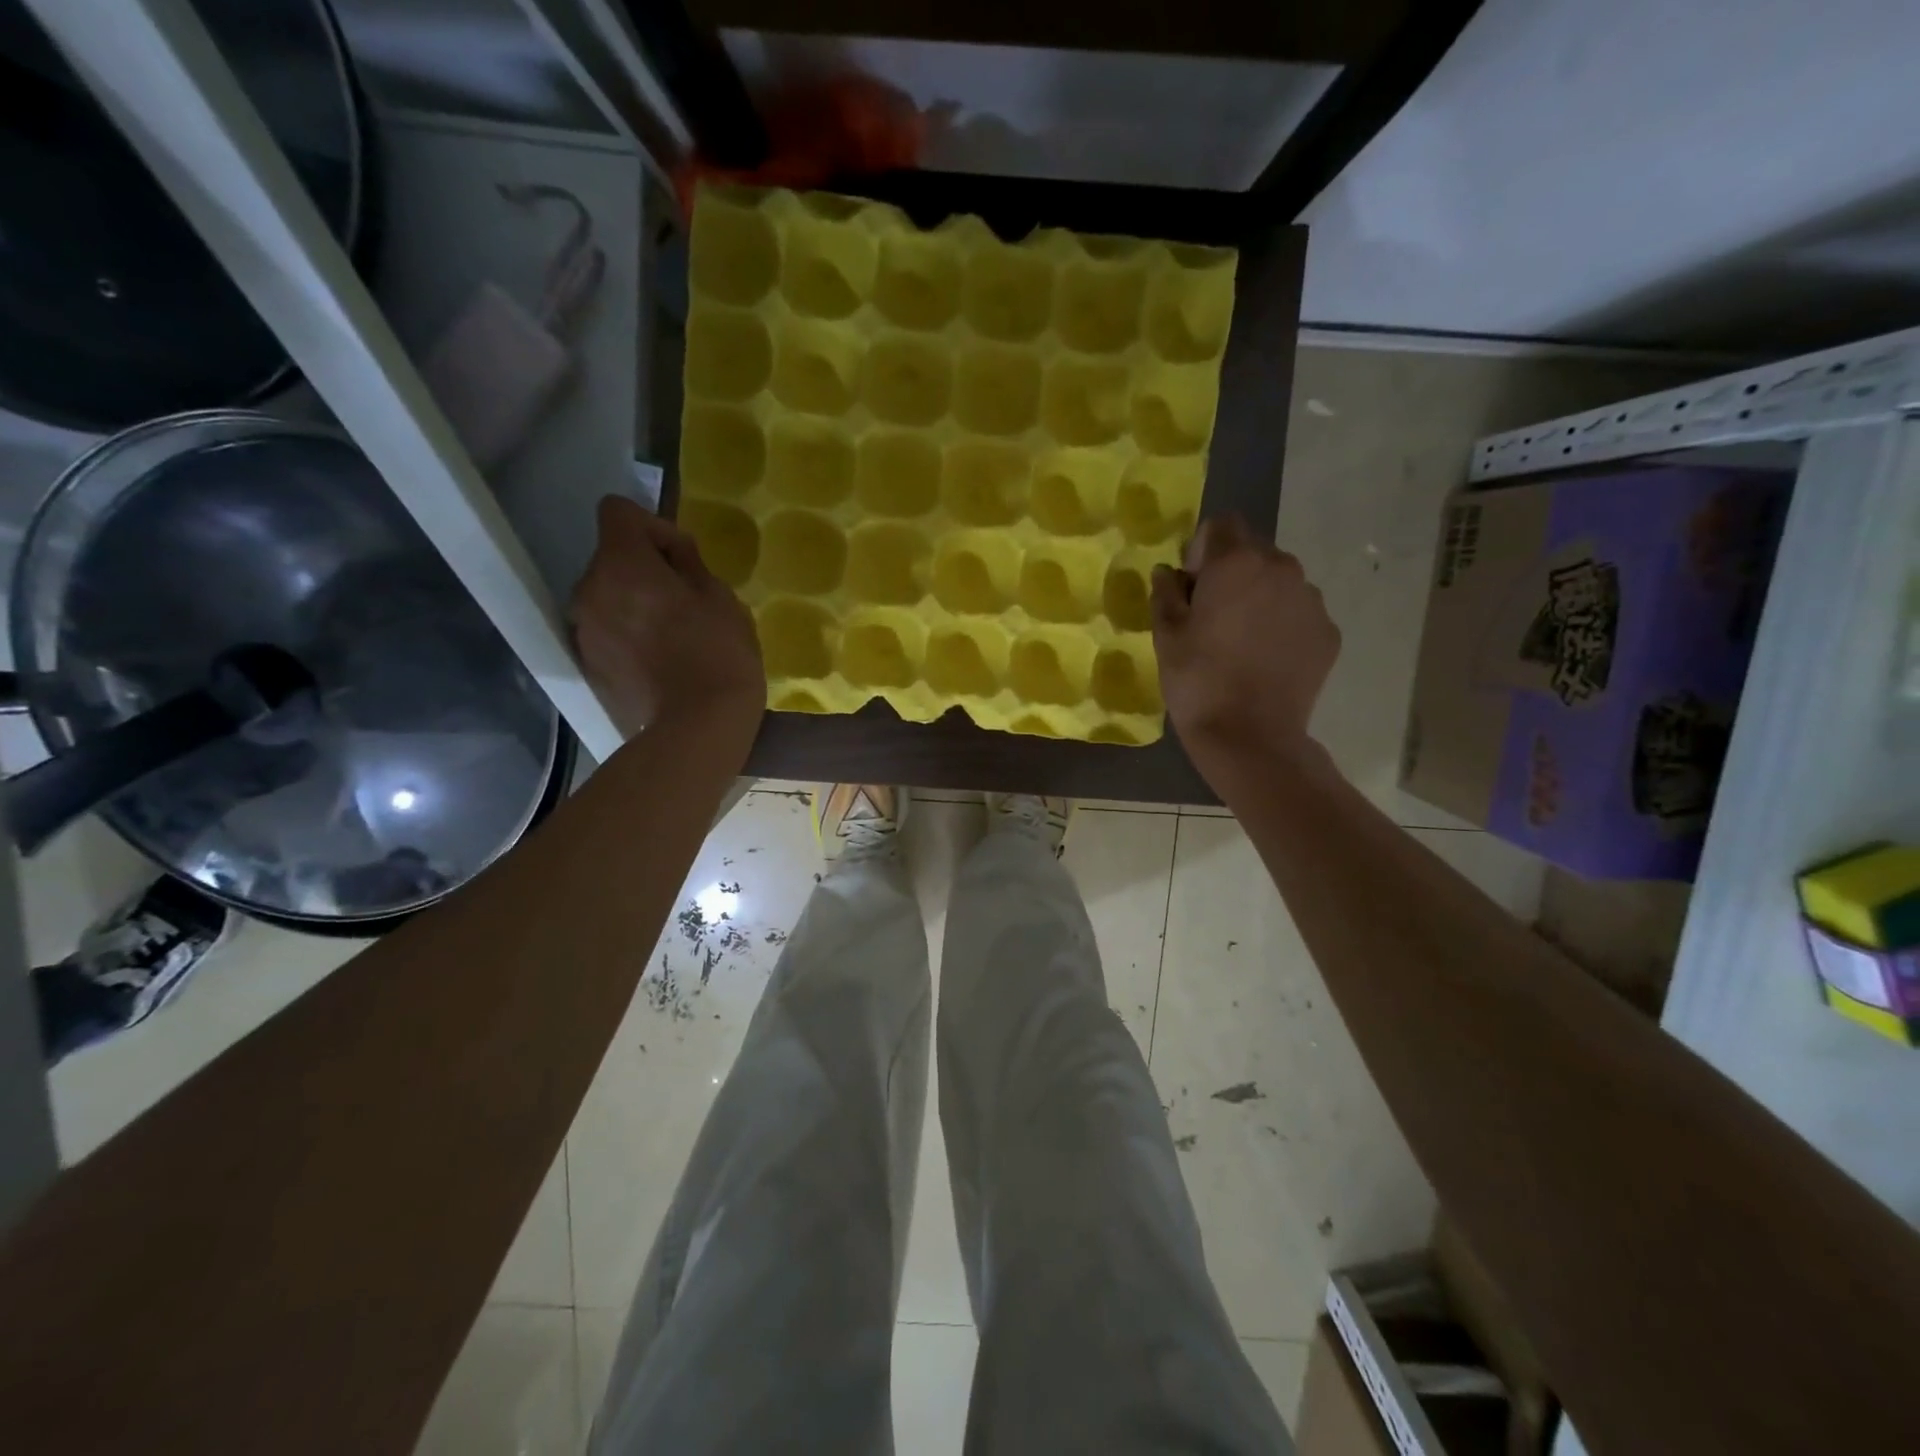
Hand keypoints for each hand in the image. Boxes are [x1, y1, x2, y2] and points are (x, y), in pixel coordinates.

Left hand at [571, 496, 764, 749]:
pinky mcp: (588, 666)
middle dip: (645, 570)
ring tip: (673, 635)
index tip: (684, 560)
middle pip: (612, 559)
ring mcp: (583, 631)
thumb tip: (675, 556)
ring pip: (608, 598)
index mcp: (621, 564)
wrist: (696, 729)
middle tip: (686, 601)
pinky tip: (661, 662)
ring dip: (635, 604)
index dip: (654, 527)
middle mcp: (588, 590)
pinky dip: (629, 636)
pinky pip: (608, 633)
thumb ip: (691, 565)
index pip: (618, 512)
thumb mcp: (722, 599)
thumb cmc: (718, 654)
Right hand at [1151, 514, 1339, 784]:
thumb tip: (1169, 572)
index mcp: (1238, 562)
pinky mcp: (1328, 632)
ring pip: (1280, 582)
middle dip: (1233, 573)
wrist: (1250, 736)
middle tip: (1214, 617)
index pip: (1222, 524)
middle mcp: (1283, 568)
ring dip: (1260, 598)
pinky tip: (1265, 660)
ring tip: (1241, 642)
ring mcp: (1312, 601)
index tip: (1192, 586)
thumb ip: (1166, 593)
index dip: (1202, 549)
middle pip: (1254, 552)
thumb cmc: (1198, 681)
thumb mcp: (1166, 635)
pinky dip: (1282, 626)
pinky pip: (1299, 614)